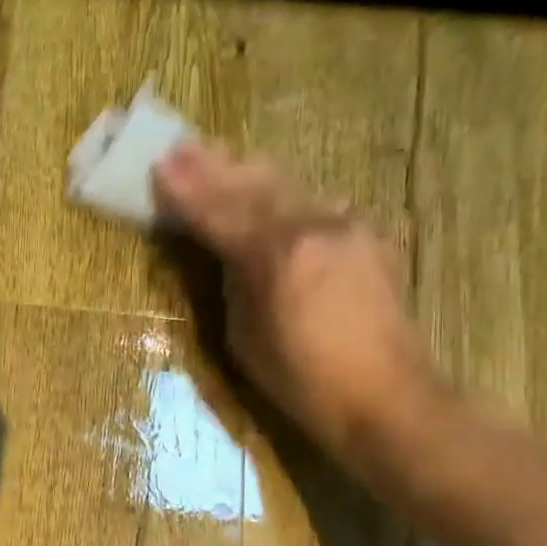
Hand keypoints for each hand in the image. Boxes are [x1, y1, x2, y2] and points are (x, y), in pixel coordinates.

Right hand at [151, 144, 442, 467]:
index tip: (159, 165)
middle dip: (214, 167)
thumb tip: (230, 255)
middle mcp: (314, 227)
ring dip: (248, 172)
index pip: (219, 212)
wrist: (388, 398)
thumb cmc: (302, 381)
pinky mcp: (368, 238)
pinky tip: (270, 189)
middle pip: (255, 186)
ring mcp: (346, 227)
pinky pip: (315, 203)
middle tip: (181, 147)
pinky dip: (283, 194)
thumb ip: (234, 284)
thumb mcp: (244, 337)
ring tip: (218, 156)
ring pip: (288, 187)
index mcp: (276, 256)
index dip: (186, 191)